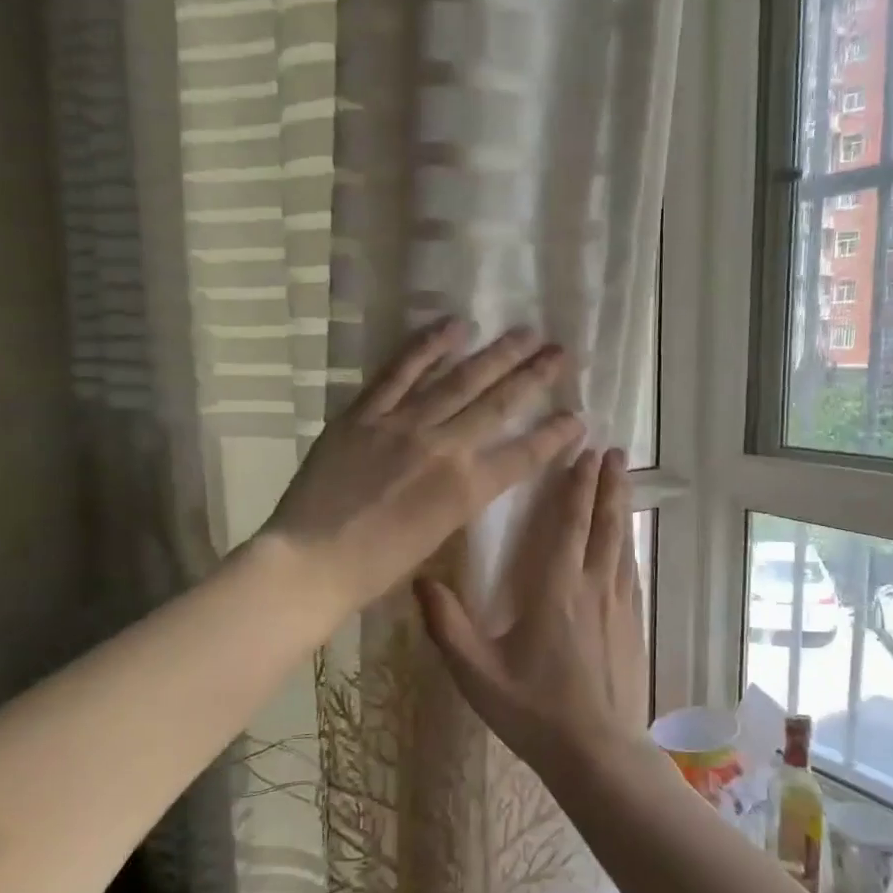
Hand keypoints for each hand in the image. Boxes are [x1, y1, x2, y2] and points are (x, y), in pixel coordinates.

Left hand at [260, 321, 583, 617]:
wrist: (313, 560)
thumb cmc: (378, 566)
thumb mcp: (437, 536)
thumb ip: (461, 495)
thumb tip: (474, 466)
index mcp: (466, 488)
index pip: (524, 454)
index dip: (556, 434)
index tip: (579, 416)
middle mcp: (445, 447)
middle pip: (500, 404)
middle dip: (535, 377)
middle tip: (561, 352)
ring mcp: (404, 424)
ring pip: (460, 379)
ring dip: (496, 354)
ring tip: (525, 331)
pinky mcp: (366, 412)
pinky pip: (401, 371)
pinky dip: (427, 346)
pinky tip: (454, 326)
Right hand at [415, 448, 648, 777]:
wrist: (598, 753)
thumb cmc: (535, 711)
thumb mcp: (478, 673)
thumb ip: (447, 626)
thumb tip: (421, 580)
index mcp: (556, 590)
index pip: (570, 524)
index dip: (578, 486)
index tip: (586, 452)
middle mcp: (594, 587)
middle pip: (605, 524)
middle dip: (609, 484)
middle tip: (615, 451)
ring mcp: (620, 606)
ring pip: (623, 543)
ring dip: (622, 507)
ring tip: (624, 480)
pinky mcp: (634, 625)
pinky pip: (633, 571)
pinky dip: (630, 544)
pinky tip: (629, 541)